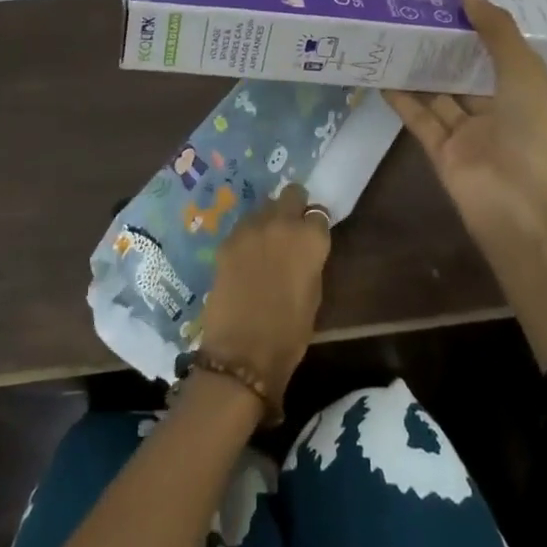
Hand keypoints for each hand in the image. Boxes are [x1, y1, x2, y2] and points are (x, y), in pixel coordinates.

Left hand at [197, 185, 332, 401]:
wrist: (242, 352)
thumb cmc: (289, 332)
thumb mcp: (313, 294)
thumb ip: (310, 261)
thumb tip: (303, 250)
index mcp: (310, 238)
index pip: (319, 214)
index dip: (315, 225)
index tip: (312, 236)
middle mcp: (282, 223)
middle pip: (292, 194)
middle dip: (294, 206)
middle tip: (291, 229)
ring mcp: (251, 228)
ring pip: (265, 206)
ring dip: (269, 219)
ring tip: (266, 243)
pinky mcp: (227, 240)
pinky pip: (243, 226)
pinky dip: (248, 235)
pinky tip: (246, 256)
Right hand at [387, 0, 546, 363]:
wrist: (524, 208)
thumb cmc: (533, 134)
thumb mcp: (522, 71)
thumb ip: (496, 31)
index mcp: (524, 90)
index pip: (499, 50)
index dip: (478, 25)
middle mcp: (497, 110)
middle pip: (465, 71)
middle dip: (442, 45)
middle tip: (411, 11)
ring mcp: (469, 134)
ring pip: (438, 94)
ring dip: (417, 69)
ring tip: (389, 35)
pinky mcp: (442, 153)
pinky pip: (420, 120)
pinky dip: (401, 100)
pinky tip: (380, 74)